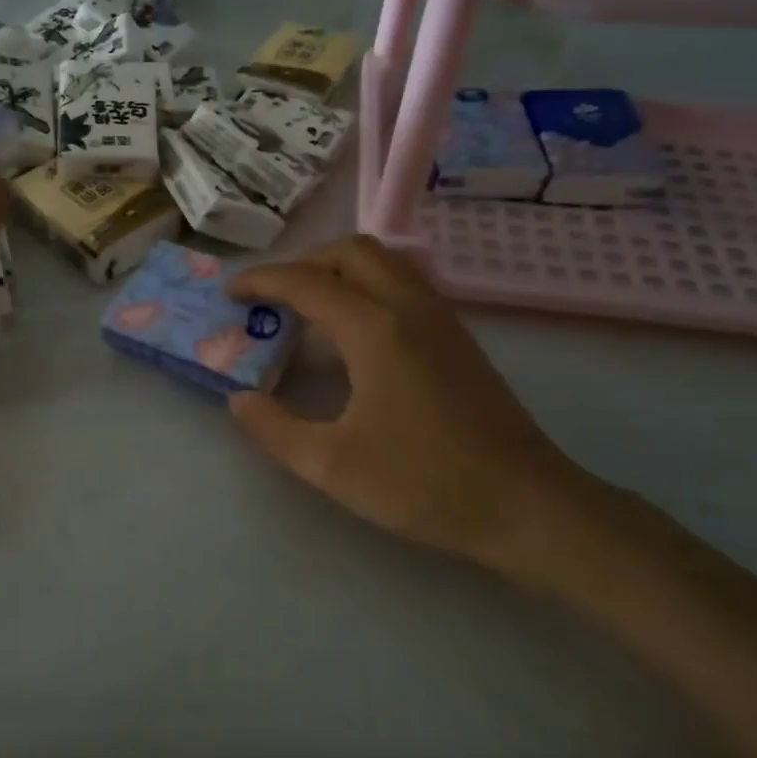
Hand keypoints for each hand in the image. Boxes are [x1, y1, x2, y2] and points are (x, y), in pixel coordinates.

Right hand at [227, 235, 605, 583]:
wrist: (526, 506)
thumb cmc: (424, 484)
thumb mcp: (330, 465)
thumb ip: (274, 429)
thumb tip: (240, 400)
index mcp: (375, 330)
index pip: (307, 283)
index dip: (262, 281)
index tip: (230, 293)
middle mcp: (410, 308)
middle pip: (351, 251)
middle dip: (304, 263)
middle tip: (272, 298)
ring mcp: (442, 320)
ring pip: (384, 263)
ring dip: (339, 271)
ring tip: (308, 309)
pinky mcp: (458, 339)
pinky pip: (404, 286)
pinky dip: (367, 288)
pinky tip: (353, 336)